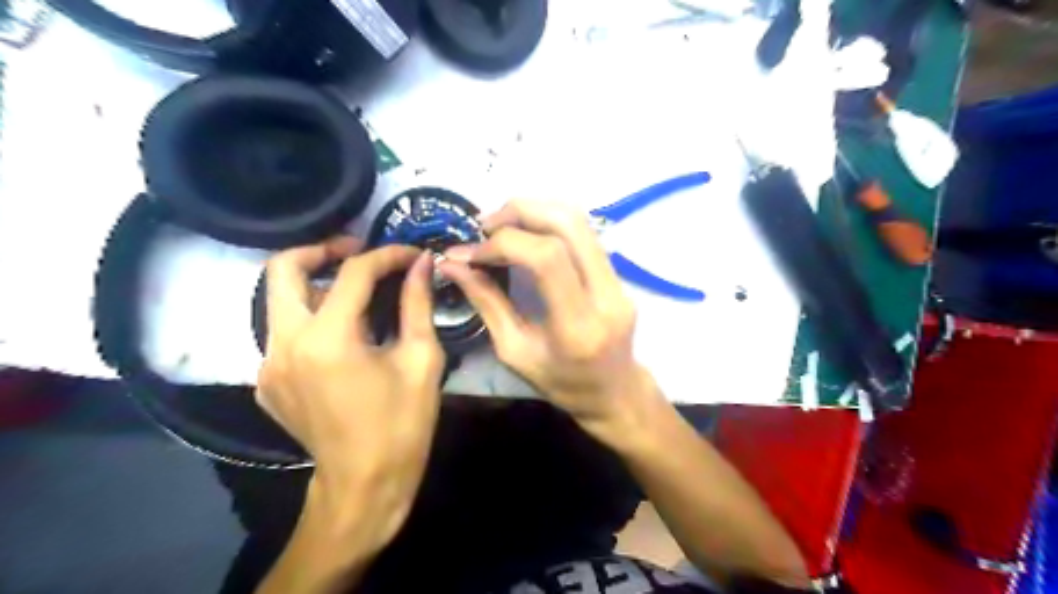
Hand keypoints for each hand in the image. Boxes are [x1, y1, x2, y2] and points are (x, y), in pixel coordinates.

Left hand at [259, 235, 443, 546]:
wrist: (364, 483)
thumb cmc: (403, 423)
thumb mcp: (421, 360)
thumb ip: (417, 304)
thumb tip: (422, 264)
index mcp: (328, 339)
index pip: (352, 272)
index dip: (387, 255)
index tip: (412, 255)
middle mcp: (285, 344)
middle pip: (283, 270)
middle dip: (321, 249)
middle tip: (358, 250)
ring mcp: (268, 364)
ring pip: (280, 300)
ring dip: (316, 284)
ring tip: (356, 288)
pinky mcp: (267, 381)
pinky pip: (284, 332)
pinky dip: (312, 318)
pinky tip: (344, 333)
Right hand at [437, 198, 653, 440]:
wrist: (616, 393)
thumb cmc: (562, 385)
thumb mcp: (515, 352)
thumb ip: (487, 303)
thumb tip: (453, 264)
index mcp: (578, 326)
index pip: (546, 258)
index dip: (504, 244)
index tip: (471, 253)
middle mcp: (606, 296)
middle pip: (569, 224)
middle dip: (521, 211)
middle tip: (485, 225)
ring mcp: (619, 282)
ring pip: (580, 221)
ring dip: (535, 211)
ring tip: (501, 226)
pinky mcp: (619, 275)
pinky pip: (585, 234)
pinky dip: (549, 223)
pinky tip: (525, 234)